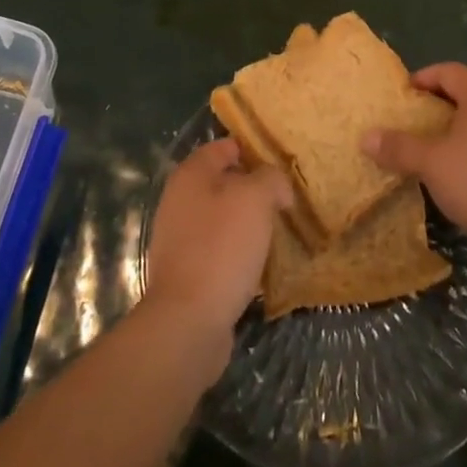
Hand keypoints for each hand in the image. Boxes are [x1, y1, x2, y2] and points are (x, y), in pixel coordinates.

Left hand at [143, 138, 290, 376]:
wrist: (188, 321)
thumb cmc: (221, 247)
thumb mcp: (255, 199)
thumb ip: (270, 179)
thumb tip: (276, 185)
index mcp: (191, 174)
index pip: (226, 146)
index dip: (255, 151)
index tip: (284, 165)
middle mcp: (180, 200)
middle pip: (224, 182)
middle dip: (255, 189)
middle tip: (287, 200)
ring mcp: (180, 237)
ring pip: (223, 217)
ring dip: (249, 222)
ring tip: (279, 231)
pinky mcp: (187, 270)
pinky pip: (219, 249)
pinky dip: (239, 252)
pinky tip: (260, 263)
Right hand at [363, 63, 466, 258]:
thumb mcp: (430, 163)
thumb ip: (398, 147)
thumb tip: (366, 138)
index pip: (449, 72)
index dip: (422, 78)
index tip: (400, 97)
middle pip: (464, 95)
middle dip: (434, 107)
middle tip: (407, 124)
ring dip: (450, 133)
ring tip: (425, 151)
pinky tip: (451, 177)